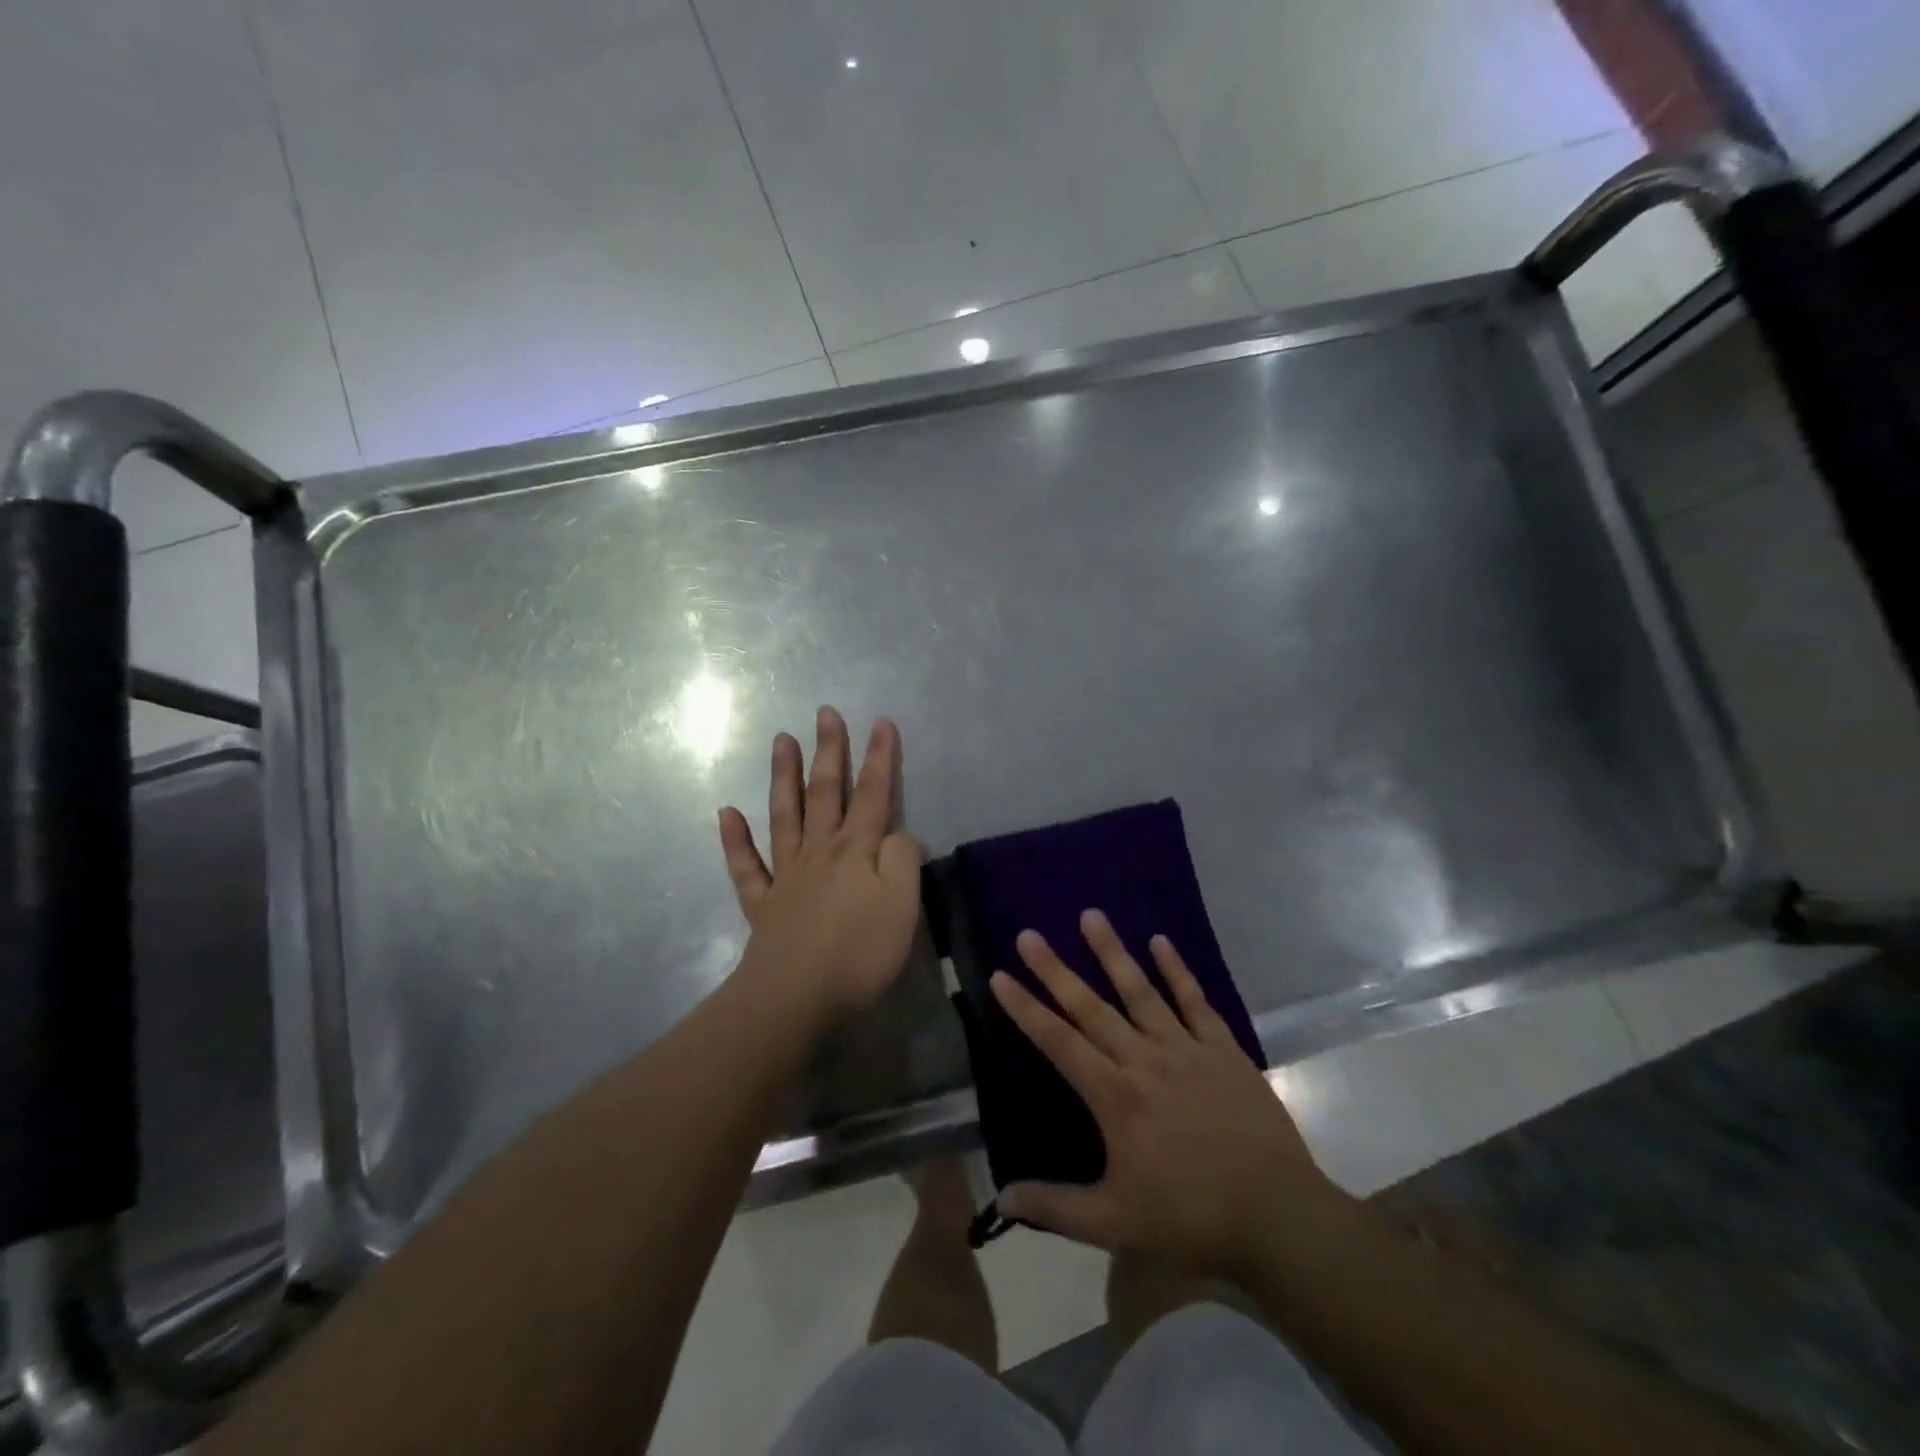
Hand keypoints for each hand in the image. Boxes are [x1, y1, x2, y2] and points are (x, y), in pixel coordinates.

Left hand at [718, 707, 922, 1026]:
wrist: (796, 997)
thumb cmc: (859, 952)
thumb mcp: (903, 904)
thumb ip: (903, 860)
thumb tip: (896, 834)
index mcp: (857, 850)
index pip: (873, 794)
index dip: (880, 757)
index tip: (881, 721)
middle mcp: (820, 851)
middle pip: (825, 792)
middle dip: (829, 751)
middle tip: (824, 713)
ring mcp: (787, 875)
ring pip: (785, 815)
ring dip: (784, 776)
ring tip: (780, 740)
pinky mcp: (763, 904)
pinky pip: (746, 866)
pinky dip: (735, 838)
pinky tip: (727, 812)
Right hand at [990, 911, 1349, 1277]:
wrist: (1278, 1215)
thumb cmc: (1191, 1217)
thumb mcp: (1115, 1223)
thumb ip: (1054, 1209)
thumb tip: (1000, 1199)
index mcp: (1114, 1096)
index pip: (1058, 1042)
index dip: (1026, 1009)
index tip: (1000, 975)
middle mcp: (1144, 1059)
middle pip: (1091, 1007)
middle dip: (1055, 970)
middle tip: (1029, 935)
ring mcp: (1186, 1048)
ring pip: (1140, 991)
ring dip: (1112, 952)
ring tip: (1091, 915)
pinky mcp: (1222, 1049)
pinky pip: (1195, 1001)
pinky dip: (1178, 970)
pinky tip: (1161, 941)